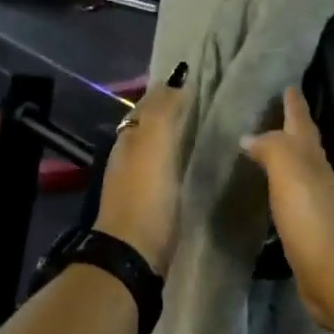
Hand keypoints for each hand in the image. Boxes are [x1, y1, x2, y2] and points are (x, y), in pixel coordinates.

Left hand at [93, 65, 188, 274]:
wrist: (133, 254)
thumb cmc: (146, 197)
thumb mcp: (154, 147)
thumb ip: (164, 113)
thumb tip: (176, 81)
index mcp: (129, 140)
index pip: (147, 106)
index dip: (166, 91)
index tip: (193, 79)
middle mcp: (128, 157)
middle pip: (149, 127)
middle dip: (170, 112)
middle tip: (203, 102)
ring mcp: (137, 183)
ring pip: (155, 150)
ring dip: (174, 138)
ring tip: (204, 130)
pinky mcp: (149, 206)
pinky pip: (163, 172)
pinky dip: (176, 162)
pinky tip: (193, 166)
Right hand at [240, 87, 333, 333]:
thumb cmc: (313, 218)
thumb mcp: (291, 172)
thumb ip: (272, 149)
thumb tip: (250, 136)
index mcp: (312, 159)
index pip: (301, 123)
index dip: (294, 103)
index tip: (287, 83)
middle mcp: (315, 177)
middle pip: (301, 145)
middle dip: (289, 127)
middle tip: (269, 110)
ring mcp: (312, 205)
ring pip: (295, 172)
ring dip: (281, 158)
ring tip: (260, 147)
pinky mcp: (304, 232)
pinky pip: (287, 200)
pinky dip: (278, 190)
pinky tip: (267, 192)